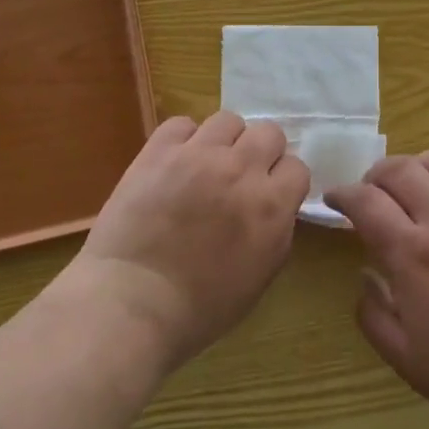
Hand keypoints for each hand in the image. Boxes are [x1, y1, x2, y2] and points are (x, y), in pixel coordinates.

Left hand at [73, 113, 307, 370]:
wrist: (132, 302)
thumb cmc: (200, 308)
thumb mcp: (260, 277)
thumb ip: (276, 231)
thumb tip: (275, 206)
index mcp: (271, 206)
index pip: (297, 167)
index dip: (283, 181)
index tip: (269, 194)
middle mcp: (241, 170)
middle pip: (269, 132)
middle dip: (261, 152)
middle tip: (241, 176)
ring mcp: (199, 155)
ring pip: (228, 120)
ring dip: (224, 141)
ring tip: (206, 164)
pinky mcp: (160, 150)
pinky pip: (182, 124)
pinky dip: (183, 140)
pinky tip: (175, 162)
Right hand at [327, 152, 428, 428]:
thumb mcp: (407, 360)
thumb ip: (373, 314)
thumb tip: (365, 275)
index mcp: (414, 254)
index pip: (366, 202)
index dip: (343, 194)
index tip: (335, 198)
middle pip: (401, 169)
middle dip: (375, 174)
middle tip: (370, 192)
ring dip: (416, 166)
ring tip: (411, 186)